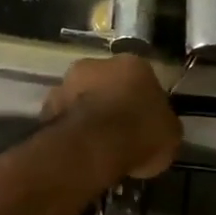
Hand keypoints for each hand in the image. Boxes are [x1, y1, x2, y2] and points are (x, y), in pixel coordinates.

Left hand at [44, 55, 181, 182]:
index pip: (141, 79)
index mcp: (132, 64)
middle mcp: (95, 64)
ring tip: (95, 144)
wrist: (93, 146)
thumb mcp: (169, 134)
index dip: (142, 102)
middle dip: (110, 103)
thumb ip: (161, 124)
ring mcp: (66, 83)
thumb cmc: (139, 133)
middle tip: (118, 132)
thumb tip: (157, 128)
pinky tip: (78, 150)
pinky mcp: (46, 107)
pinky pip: (63, 118)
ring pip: (80, 98)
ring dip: (86, 115)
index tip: (143, 123)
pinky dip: (70, 130)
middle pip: (105, 83)